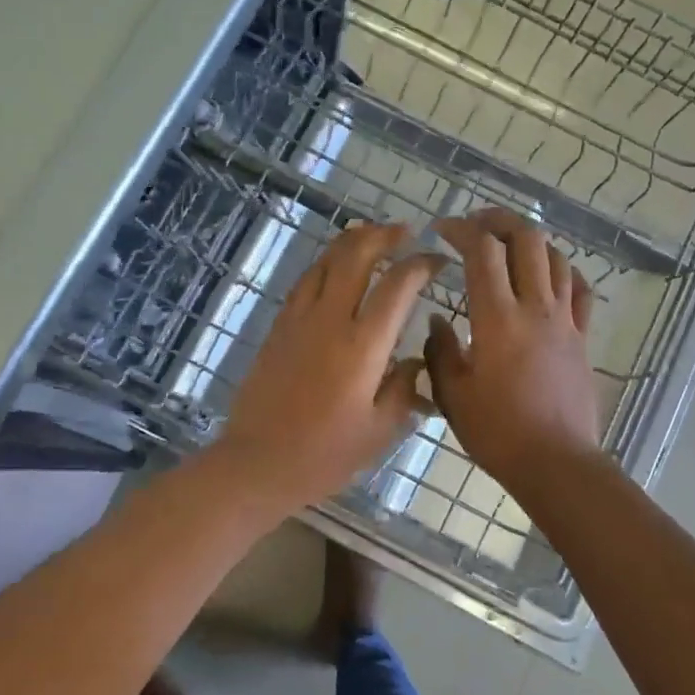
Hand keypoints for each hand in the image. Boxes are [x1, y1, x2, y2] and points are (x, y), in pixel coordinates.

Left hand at [217, 222, 442, 508]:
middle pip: (357, 255)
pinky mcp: (278, 327)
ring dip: (352, 242)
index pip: (397, 285)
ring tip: (373, 237)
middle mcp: (330, 319)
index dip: (421, 264)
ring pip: (326, 260)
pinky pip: (305, 280)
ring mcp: (299, 319)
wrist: (257, 462)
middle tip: (405, 233)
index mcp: (363, 345)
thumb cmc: (325, 454)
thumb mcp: (379, 431)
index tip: (437, 261)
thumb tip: (415, 360)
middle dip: (384, 235)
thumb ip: (403, 388)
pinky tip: (335, 268)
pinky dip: (325, 263)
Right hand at [426, 210, 602, 487]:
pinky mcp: (582, 338)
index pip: (482, 251)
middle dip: (499, 220)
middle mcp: (535, 308)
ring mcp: (564, 321)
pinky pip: (580, 290)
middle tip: (475, 224)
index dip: (461, 229)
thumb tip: (436, 320)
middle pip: (526, 239)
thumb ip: (440, 350)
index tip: (441, 229)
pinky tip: (550, 274)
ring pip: (556, 258)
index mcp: (497, 318)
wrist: (556, 463)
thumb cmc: (497, 431)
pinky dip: (564, 271)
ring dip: (530, 240)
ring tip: (508, 244)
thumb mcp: (452, 394)